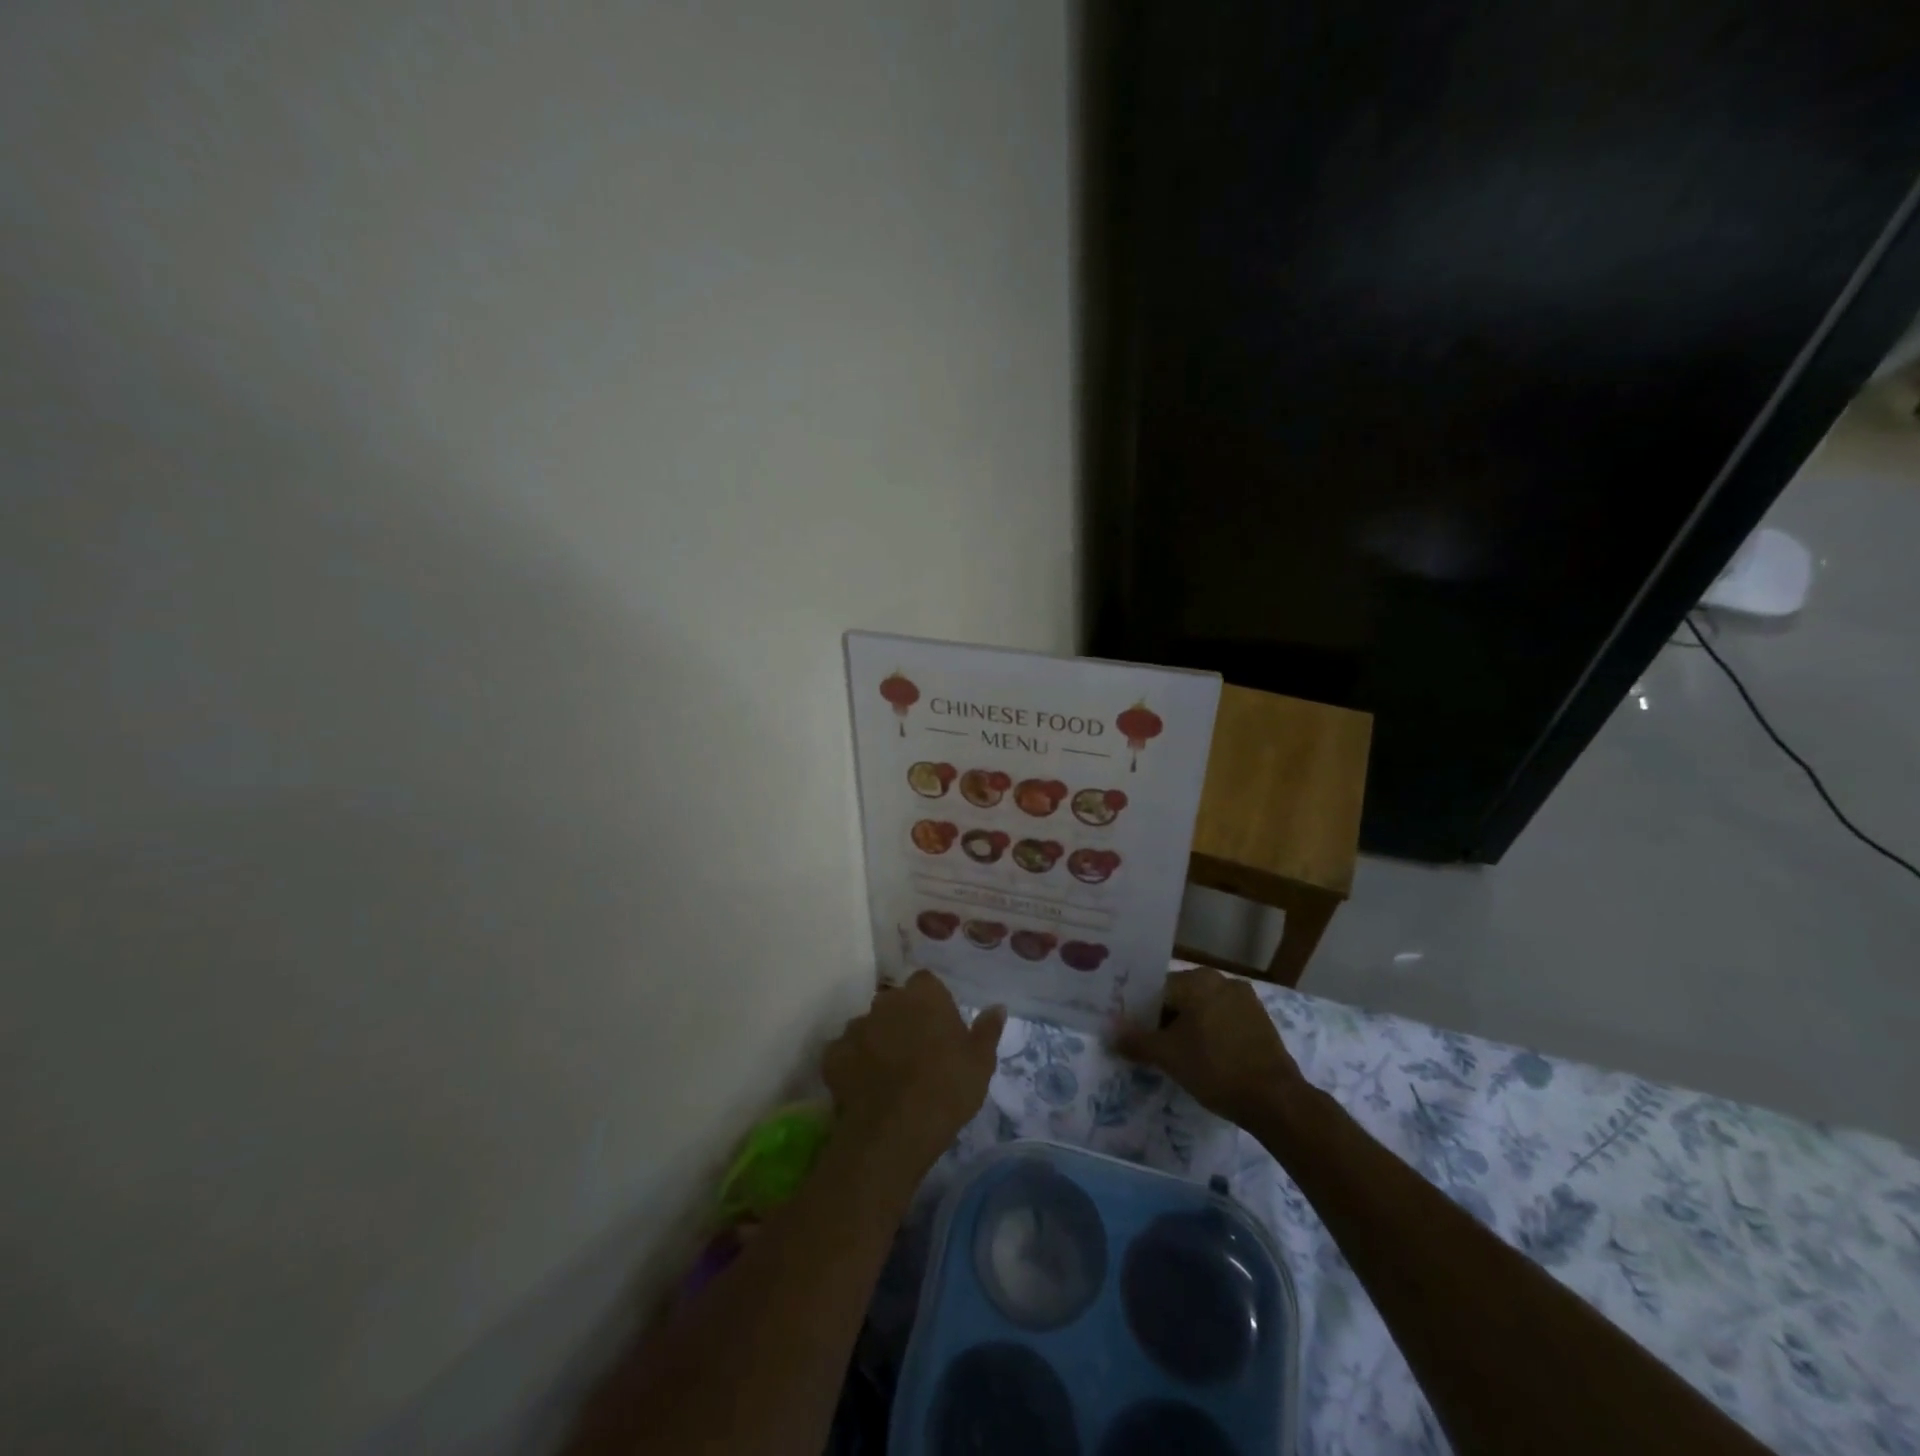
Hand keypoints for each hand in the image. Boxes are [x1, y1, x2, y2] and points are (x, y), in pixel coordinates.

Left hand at [823, 972, 1006, 1170]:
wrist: (894, 1131)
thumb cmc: (947, 1089)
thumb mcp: (980, 1062)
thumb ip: (987, 1030)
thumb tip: (997, 1007)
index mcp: (924, 995)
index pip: (927, 983)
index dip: (933, 1003)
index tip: (941, 1028)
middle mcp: (886, 1001)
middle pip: (895, 1002)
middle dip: (904, 1019)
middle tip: (918, 1052)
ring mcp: (856, 1026)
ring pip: (869, 1025)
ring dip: (878, 1039)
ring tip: (890, 1073)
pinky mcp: (833, 1054)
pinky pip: (845, 1052)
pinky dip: (853, 1064)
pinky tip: (865, 1087)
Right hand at [1116, 966, 1304, 1126]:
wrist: (1275, 1100)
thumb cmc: (1215, 1068)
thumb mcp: (1167, 1056)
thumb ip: (1135, 1040)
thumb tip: (1109, 1032)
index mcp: (1196, 980)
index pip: (1156, 990)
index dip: (1142, 1014)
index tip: (1136, 1037)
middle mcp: (1221, 980)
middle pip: (1181, 997)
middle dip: (1166, 1020)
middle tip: (1156, 1048)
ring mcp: (1245, 999)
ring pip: (1203, 1008)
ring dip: (1189, 1027)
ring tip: (1181, 1056)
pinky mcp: (1260, 1020)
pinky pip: (1224, 1019)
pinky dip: (1212, 1033)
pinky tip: (1208, 1058)